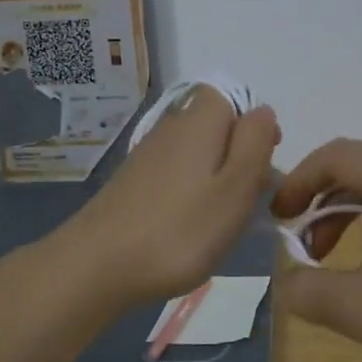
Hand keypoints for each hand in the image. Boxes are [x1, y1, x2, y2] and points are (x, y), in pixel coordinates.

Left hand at [52, 89, 279, 311]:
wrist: (98, 264)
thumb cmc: (180, 229)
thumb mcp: (235, 188)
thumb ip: (255, 144)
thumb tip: (263, 111)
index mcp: (200, 121)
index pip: (231, 97)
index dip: (253, 126)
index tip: (264, 164)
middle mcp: (171, 127)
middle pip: (214, 125)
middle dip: (237, 155)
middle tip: (248, 199)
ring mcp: (147, 155)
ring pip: (195, 152)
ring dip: (214, 177)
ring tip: (222, 218)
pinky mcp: (131, 182)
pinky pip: (174, 174)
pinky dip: (189, 193)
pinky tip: (189, 226)